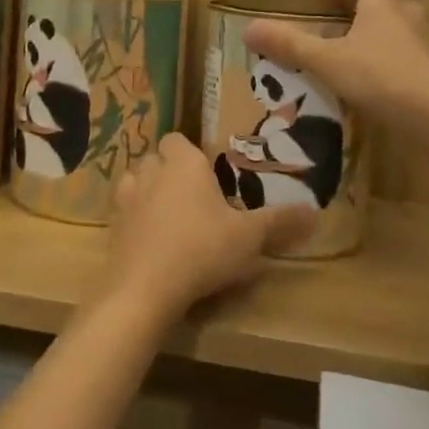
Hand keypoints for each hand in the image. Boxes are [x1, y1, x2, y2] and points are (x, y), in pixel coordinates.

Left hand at [103, 134, 315, 321]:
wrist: (144, 287)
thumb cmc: (201, 250)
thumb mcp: (248, 238)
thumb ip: (279, 223)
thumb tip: (316, 212)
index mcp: (183, 162)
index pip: (179, 140)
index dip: (191, 155)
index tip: (209, 178)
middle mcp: (151, 170)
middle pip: (158, 159)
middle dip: (171, 173)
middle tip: (195, 201)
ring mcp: (127, 196)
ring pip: (137, 182)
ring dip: (150, 193)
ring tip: (172, 219)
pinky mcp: (112, 224)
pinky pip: (125, 211)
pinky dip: (136, 220)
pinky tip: (152, 242)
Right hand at [243, 0, 428, 129]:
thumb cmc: (385, 78)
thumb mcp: (329, 60)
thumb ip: (290, 45)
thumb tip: (249, 29)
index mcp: (382, 4)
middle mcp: (403, 19)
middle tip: (328, 13)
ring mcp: (417, 48)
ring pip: (392, 27)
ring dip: (368, 29)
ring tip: (340, 47)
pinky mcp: (423, 75)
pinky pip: (396, 55)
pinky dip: (376, 58)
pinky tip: (358, 81)